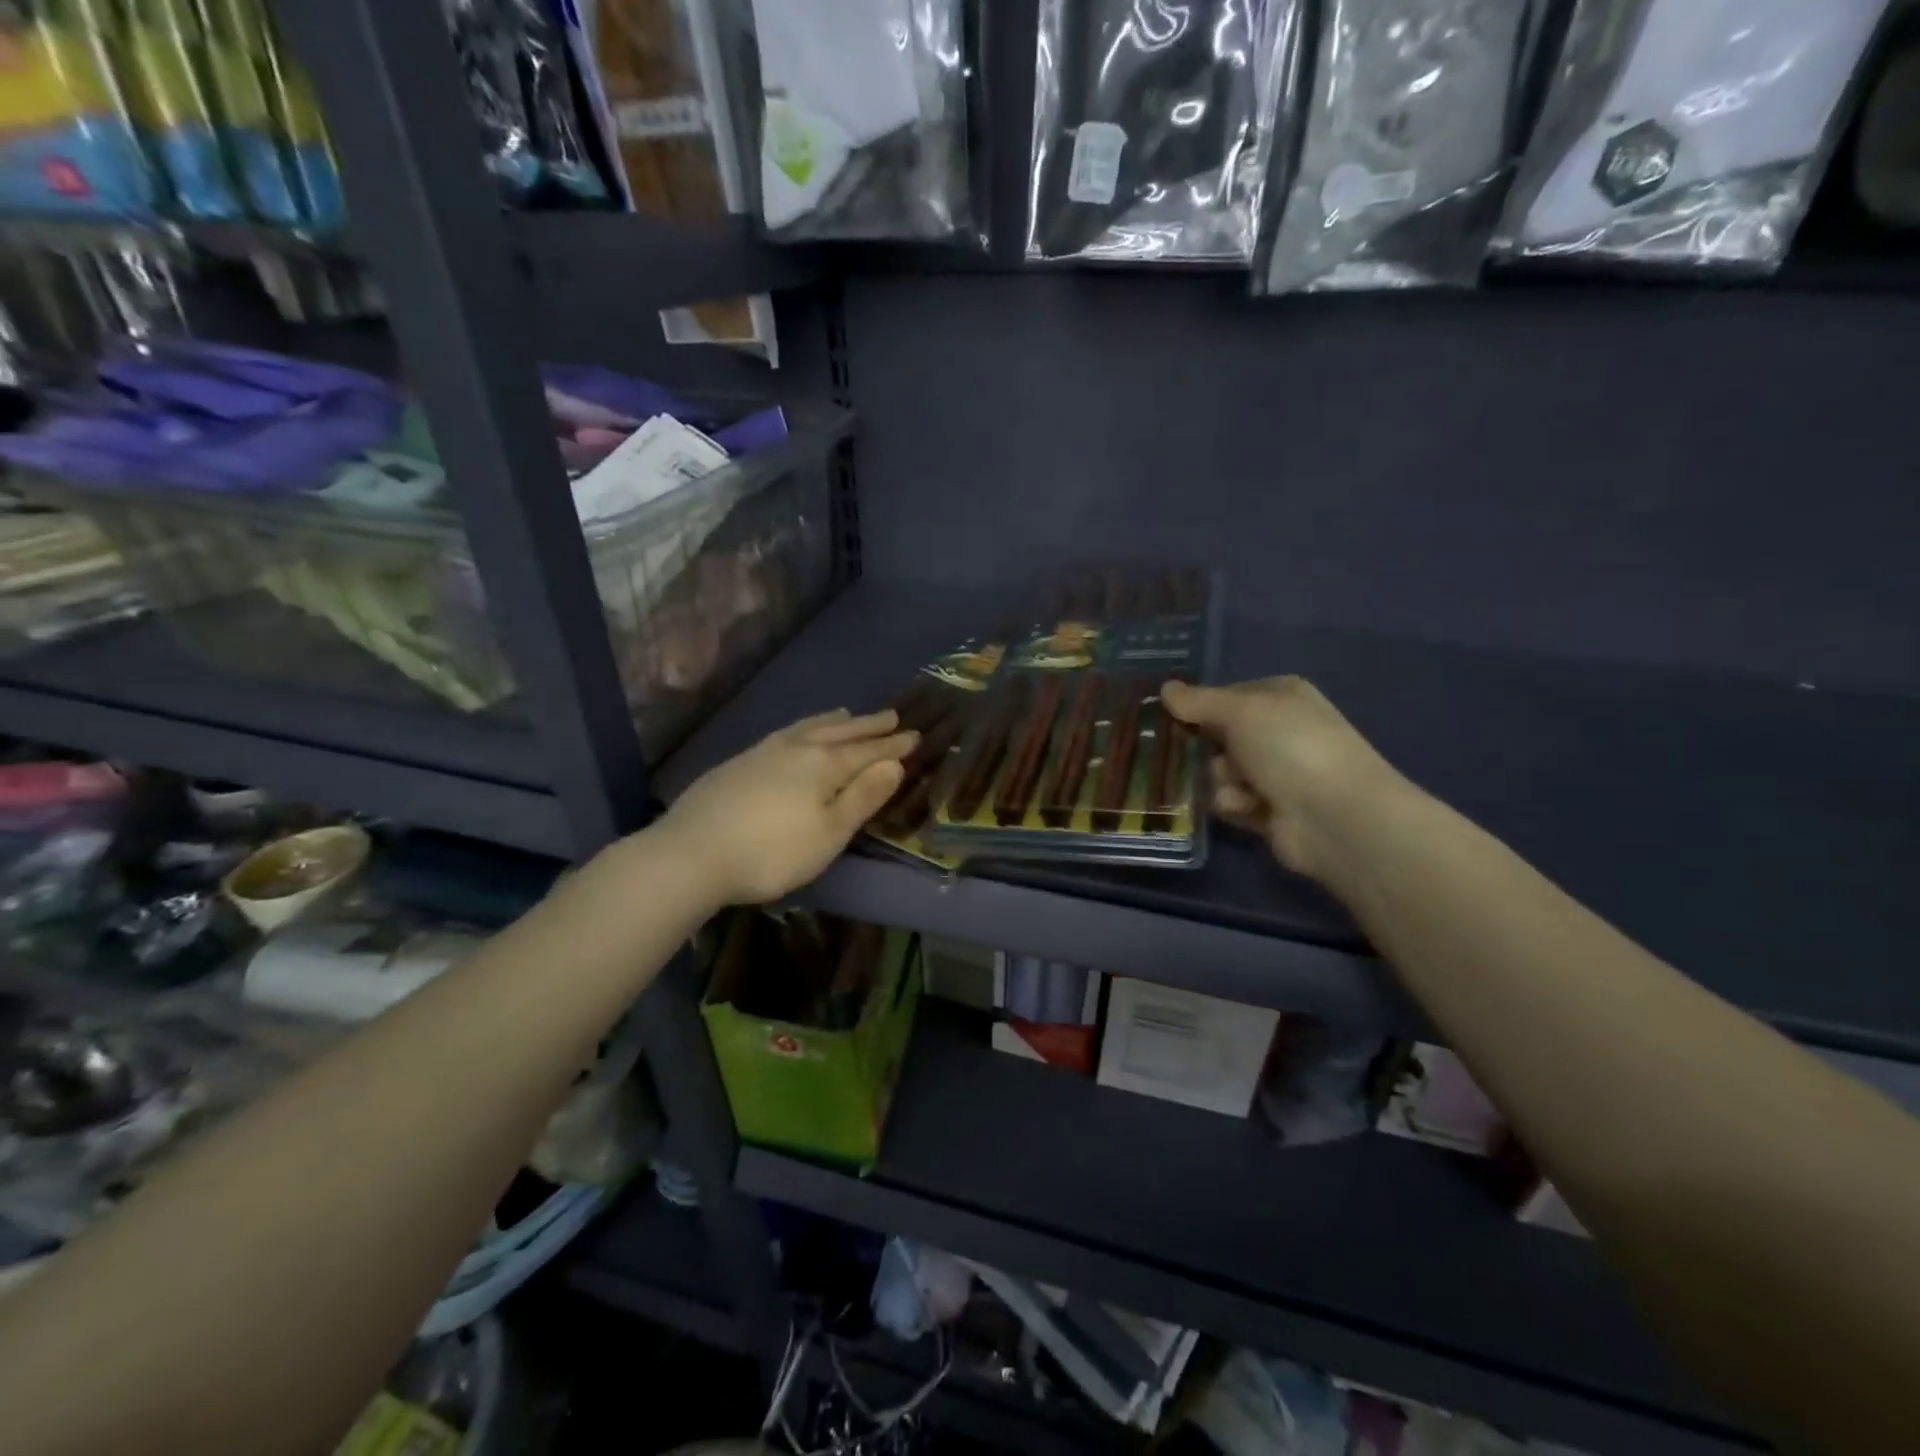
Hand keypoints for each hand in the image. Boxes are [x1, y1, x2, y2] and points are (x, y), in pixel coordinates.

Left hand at [658, 708, 917, 905]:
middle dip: (868, 726)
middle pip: (841, 732)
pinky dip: (804, 728)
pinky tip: (797, 734)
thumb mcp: (829, 833)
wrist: (691, 853)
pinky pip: (785, 733)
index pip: (868, 751)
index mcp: (824, 765)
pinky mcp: (739, 762)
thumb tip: (894, 764)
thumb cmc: (772, 852)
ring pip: (809, 727)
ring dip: (834, 721)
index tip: (915, 734)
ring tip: (848, 714)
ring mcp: (764, 751)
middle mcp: (797, 748)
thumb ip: (863, 797)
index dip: (893, 745)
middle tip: (892, 715)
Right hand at [1161, 677, 1405, 878]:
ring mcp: (1275, 771)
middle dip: (1202, 747)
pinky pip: (1230, 801)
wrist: (1335, 816)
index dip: (1196, 707)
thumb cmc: (1289, 747)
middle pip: (1216, 735)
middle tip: (1188, 754)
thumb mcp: (1240, 711)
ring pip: (1218, 770)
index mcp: (1279, 696)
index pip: (1223, 696)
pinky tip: (1248, 808)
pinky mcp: (1268, 809)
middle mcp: (1277, 730)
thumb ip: (1198, 701)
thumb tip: (1166, 688)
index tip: (1169, 717)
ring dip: (1220, 779)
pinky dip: (1233, 804)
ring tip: (1237, 788)